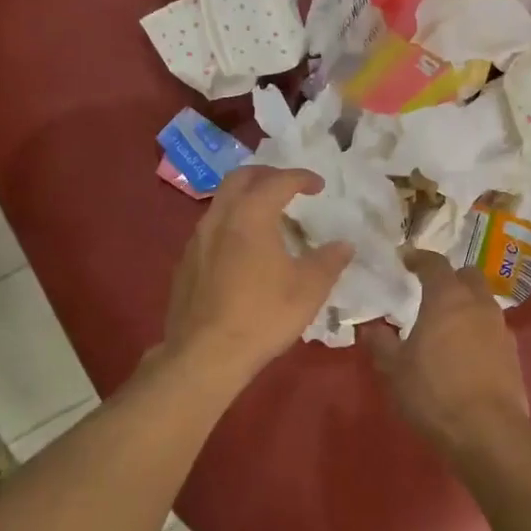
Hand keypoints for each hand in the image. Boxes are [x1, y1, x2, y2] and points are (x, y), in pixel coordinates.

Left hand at [161, 165, 352, 383]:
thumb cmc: (262, 316)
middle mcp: (219, 217)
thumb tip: (344, 245)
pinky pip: (211, 229)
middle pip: (240, 178)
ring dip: (245, 199)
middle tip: (288, 186)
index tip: (318, 185)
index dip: (301, 178)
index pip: (278, 181)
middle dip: (267, 175)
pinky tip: (243, 250)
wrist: (205, 355)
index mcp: (250, 215)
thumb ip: (329, 261)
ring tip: (267, 216)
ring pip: (221, 202)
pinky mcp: (186, 263)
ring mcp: (196, 240)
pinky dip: (231, 224)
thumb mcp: (308, 289)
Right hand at [366, 251, 530, 450]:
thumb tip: (371, 328)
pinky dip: (477, 330)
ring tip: (445, 324)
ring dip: (466, 305)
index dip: (418, 258)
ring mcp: (501, 328)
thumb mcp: (394, 369)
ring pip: (483, 302)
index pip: (434, 264)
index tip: (405, 259)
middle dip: (450, 277)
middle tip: (430, 290)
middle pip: (468, 275)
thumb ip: (380, 343)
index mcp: (447, 298)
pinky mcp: (513, 354)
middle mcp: (478, 305)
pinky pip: (492, 329)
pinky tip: (463, 352)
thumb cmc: (434, 392)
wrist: (488, 432)